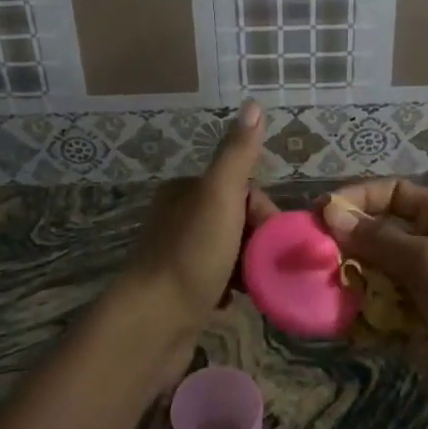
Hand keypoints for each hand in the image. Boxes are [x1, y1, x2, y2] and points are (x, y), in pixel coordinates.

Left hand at [124, 100, 276, 384]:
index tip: (275, 237)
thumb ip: (238, 153)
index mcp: (184, 191)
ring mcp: (176, 255)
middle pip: (236, 220)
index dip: (262, 211)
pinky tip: (234, 302)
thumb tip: (254, 104)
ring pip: (229, 251)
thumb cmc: (192, 255)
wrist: (152, 324)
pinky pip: (217, 280)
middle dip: (257, 241)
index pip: (239, 188)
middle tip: (269, 266)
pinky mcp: (178, 290)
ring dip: (247, 267)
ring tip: (256, 287)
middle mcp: (177, 217)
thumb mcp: (220, 196)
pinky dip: (230, 289)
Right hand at [320, 180, 427, 428]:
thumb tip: (331, 212)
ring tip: (324, 298)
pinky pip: (384, 320)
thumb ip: (377, 240)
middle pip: (377, 239)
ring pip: (376, 282)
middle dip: (346, 249)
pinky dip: (365, 323)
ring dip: (351, 288)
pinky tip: (346, 329)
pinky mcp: (423, 332)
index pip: (391, 194)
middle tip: (311, 263)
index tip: (320, 214)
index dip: (357, 199)